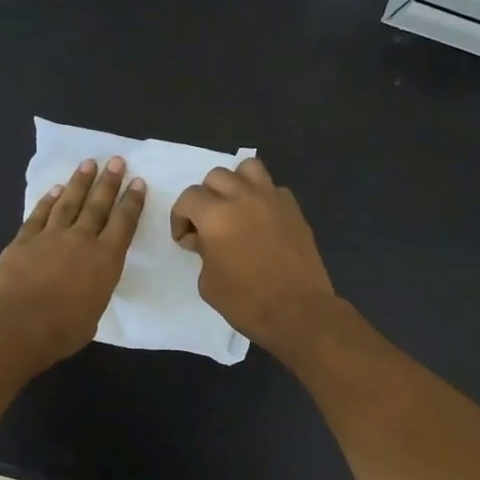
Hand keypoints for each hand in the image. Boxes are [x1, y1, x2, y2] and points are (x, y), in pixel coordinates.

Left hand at [0, 156, 145, 367]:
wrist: (18, 324)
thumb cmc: (63, 330)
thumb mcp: (93, 315)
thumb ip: (93, 294)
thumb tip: (84, 290)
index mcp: (106, 260)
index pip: (123, 224)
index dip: (132, 202)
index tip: (137, 182)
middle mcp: (81, 240)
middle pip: (98, 205)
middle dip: (109, 182)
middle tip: (116, 160)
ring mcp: (50, 237)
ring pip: (68, 202)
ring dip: (79, 182)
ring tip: (88, 164)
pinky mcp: (23, 240)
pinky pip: (39, 215)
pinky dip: (47, 201)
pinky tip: (54, 190)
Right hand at [171, 157, 336, 355]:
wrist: (298, 311)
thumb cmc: (246, 302)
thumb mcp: (208, 282)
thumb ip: (202, 251)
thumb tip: (204, 240)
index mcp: (216, 215)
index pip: (189, 197)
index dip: (181, 218)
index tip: (186, 240)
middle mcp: (243, 198)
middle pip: (216, 176)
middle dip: (206, 198)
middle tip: (208, 225)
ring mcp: (273, 200)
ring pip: (248, 168)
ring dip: (235, 184)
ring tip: (235, 209)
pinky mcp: (294, 210)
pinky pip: (273, 189)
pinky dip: (262, 197)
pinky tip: (261, 220)